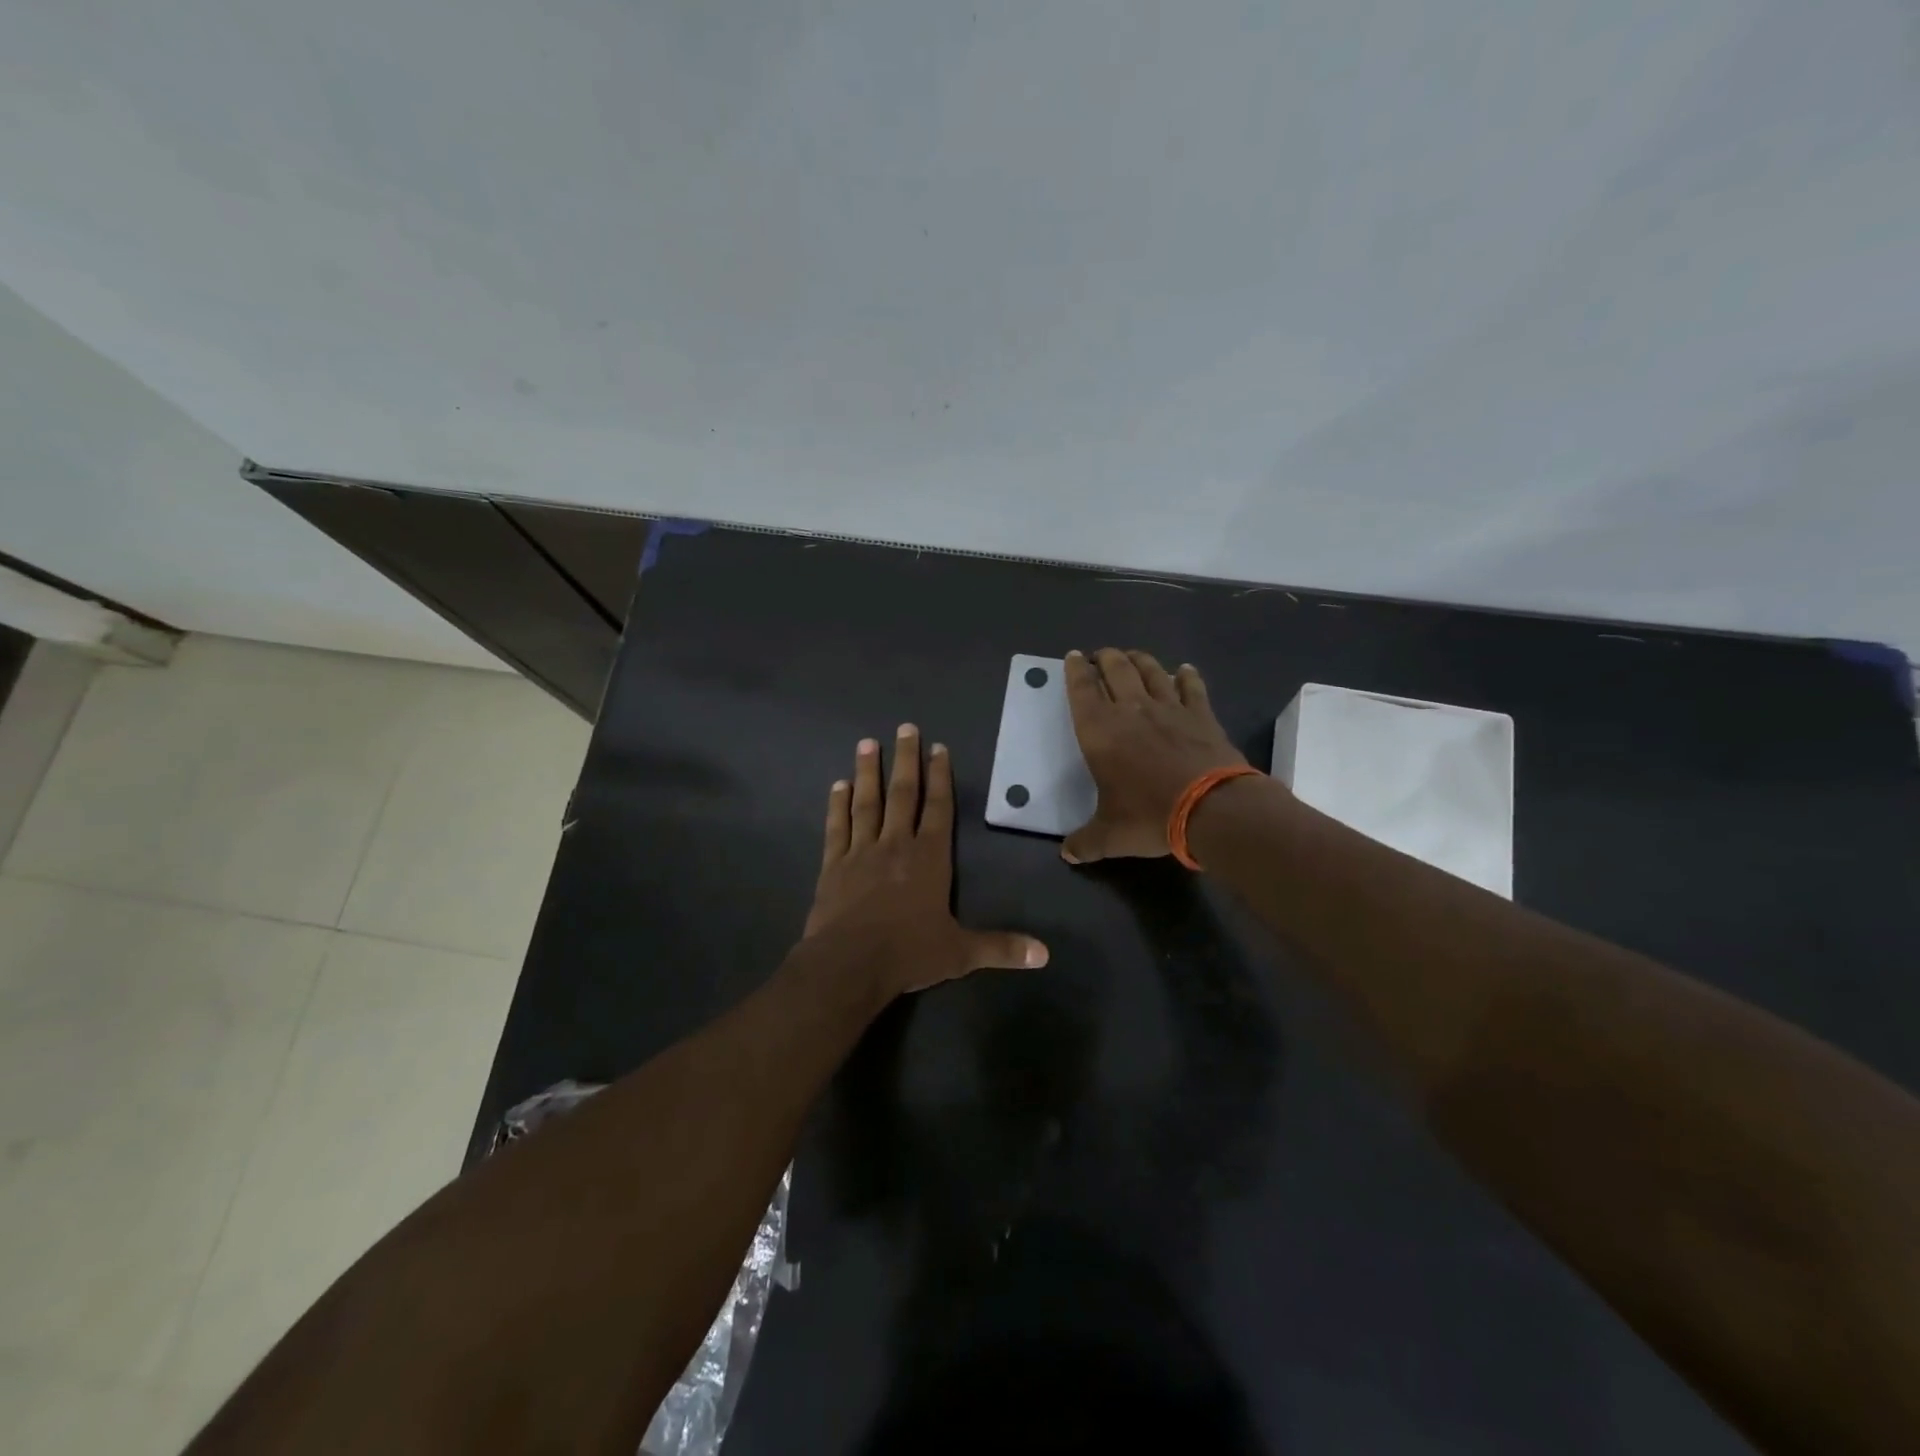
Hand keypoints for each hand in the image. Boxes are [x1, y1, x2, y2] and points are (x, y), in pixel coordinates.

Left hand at [804, 724, 1048, 994]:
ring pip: (867, 803)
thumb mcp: (960, 953)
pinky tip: (837, 786)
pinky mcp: (833, 865)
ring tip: (867, 743)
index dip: (940, 777)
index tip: (938, 748)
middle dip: (905, 760)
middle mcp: (896, 845)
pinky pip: (837, 828)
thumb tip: (1045, 955)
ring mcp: (861, 852)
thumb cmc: (908, 954)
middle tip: (905, 728)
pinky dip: (837, 805)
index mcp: (929, 858)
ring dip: (868, 772)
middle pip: (903, 794)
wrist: (848, 965)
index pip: (939, 809)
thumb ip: (1001, 948)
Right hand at [1062, 649, 1249, 862]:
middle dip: (1105, 658)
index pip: (1081, 690)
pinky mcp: (1201, 715)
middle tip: (1100, 655)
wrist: (1211, 808)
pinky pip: (1191, 687)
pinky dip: (1185, 676)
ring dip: (1139, 660)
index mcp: (1099, 732)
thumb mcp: (1110, 836)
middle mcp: (1131, 710)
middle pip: (1115, 670)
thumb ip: (1086, 842)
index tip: (1073, 657)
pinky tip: (1184, 671)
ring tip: (1132, 656)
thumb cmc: (1149, 816)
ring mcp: (1169, 708)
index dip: (1075, 671)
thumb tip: (1068, 854)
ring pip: (1150, 671)